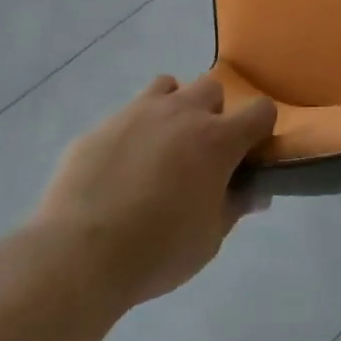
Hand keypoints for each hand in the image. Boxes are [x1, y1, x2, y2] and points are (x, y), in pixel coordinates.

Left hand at [31, 75, 275, 306]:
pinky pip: (128, 114)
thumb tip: (256, 192)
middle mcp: (181, 113)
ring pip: (168, 87)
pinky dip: (134, 131)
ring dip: (174, 108)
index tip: (251, 155)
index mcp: (216, 139)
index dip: (261, 129)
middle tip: (202, 153)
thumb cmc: (158, 250)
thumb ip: (236, 206)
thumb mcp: (210, 239)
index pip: (260, 110)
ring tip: (163, 147)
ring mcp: (137, 113)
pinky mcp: (101, 125)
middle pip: (212, 88)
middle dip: (215, 113)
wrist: (78, 254)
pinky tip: (121, 168)